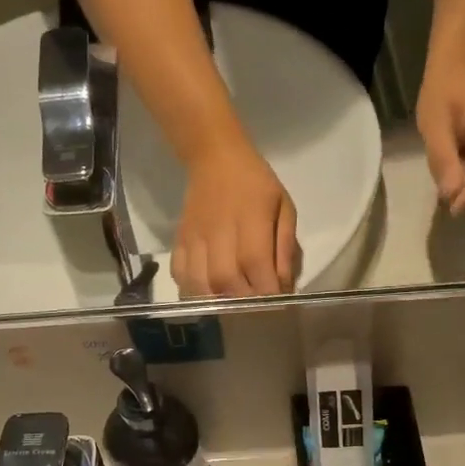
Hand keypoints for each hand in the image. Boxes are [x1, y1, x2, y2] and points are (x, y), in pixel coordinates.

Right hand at [172, 140, 299, 296]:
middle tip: (256, 308)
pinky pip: (179, 273)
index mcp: (250, 221)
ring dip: (218, 301)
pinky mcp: (180, 240)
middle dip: (244, 302)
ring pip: (200, 282)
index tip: (278, 305)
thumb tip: (284, 285)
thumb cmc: (256, 183)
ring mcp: (195, 237)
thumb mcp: (284, 207)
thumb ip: (284, 247)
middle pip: (226, 280)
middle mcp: (219, 232)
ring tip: (232, 305)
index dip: (266, 291)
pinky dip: (192, 290)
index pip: (255, 265)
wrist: (215, 158)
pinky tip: (207, 293)